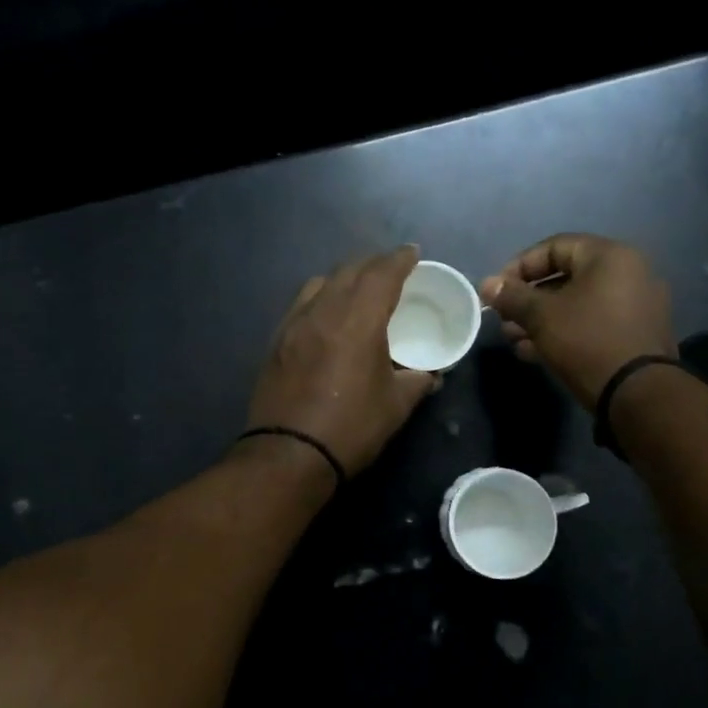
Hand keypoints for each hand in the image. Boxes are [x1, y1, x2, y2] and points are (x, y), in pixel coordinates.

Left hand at [244, 246, 441, 476]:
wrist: (289, 454)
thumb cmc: (350, 428)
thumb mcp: (396, 406)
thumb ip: (417, 381)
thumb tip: (431, 374)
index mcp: (358, 321)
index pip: (382, 274)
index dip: (400, 259)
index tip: (413, 253)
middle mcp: (323, 311)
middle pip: (349, 270)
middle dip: (373, 264)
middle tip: (391, 271)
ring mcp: (294, 324)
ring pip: (320, 283)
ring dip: (344, 278)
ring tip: (358, 289)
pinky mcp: (276, 341)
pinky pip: (302, 304)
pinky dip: (321, 297)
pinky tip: (327, 314)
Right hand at [480, 234, 675, 409]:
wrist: (637, 394)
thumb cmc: (587, 341)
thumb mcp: (542, 316)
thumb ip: (512, 296)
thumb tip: (487, 284)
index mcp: (609, 257)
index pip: (554, 246)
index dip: (519, 266)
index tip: (497, 290)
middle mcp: (628, 273)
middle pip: (565, 276)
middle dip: (528, 298)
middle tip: (503, 318)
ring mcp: (635, 305)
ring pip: (576, 303)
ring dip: (541, 318)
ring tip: (513, 338)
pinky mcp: (634, 334)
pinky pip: (592, 322)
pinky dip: (563, 331)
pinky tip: (534, 351)